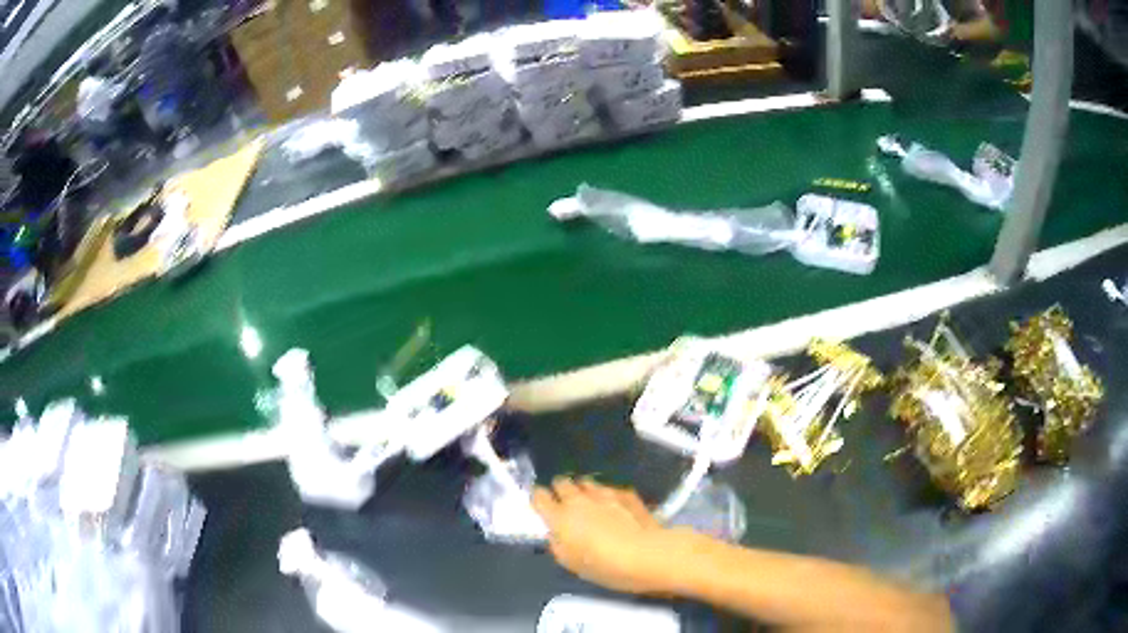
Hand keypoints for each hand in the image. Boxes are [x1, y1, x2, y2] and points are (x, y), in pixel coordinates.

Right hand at [532, 477, 681, 594]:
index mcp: (559, 517)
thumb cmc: (602, 565)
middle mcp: (578, 499)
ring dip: (585, 490)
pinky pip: (610, 489)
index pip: (539, 496)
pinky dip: (608, 496)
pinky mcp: (626, 493)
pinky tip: (615, 507)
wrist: (645, 554)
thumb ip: (557, 544)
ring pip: (587, 482)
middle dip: (561, 490)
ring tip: (590, 503)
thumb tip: (555, 534)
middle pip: (562, 482)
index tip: (542, 504)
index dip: (539, 498)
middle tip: (566, 503)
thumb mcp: (570, 562)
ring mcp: (604, 493)